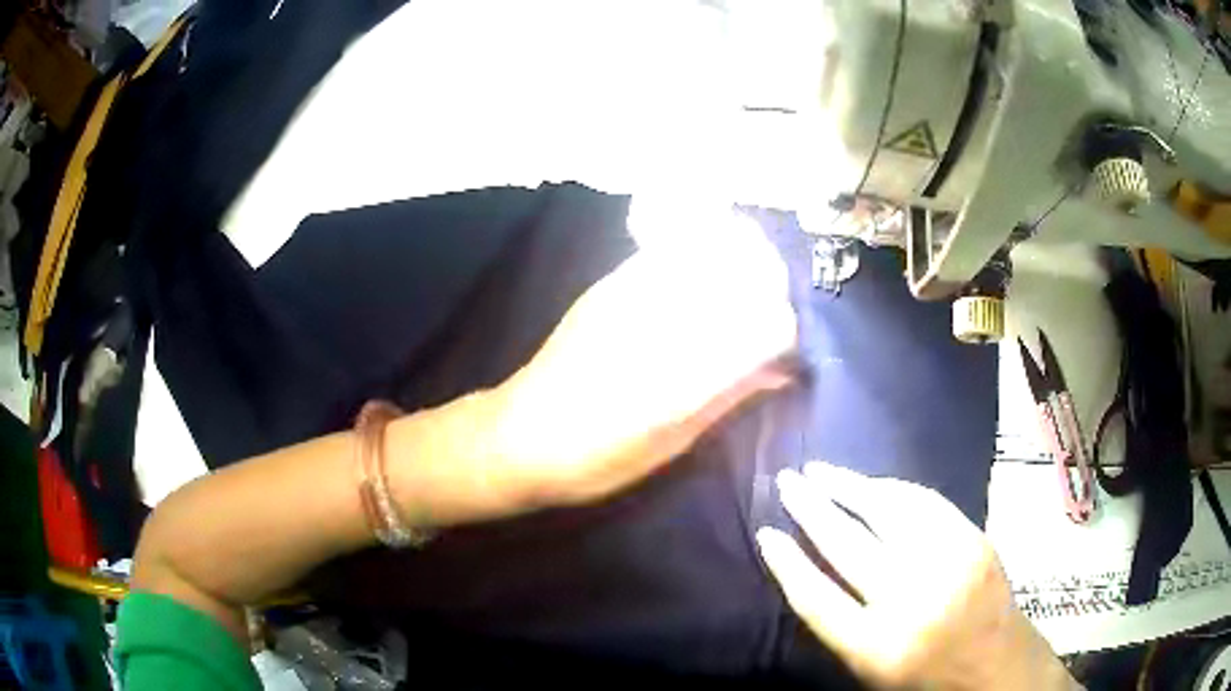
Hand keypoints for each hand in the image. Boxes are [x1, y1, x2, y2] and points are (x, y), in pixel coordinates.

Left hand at [484, 208, 796, 510]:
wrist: (518, 436)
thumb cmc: (597, 460)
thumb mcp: (673, 443)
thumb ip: (731, 396)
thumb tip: (782, 369)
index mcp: (682, 372)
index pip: (767, 323)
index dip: (788, 333)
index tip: (786, 353)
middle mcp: (663, 318)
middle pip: (748, 269)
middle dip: (772, 289)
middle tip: (769, 318)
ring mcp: (634, 290)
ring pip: (715, 246)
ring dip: (743, 263)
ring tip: (743, 294)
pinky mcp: (612, 283)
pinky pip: (676, 249)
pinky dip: (706, 254)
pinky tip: (703, 281)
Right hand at [757, 463, 1078, 690]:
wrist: (997, 666)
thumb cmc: (925, 677)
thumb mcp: (870, 670)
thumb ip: (841, 625)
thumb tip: (810, 570)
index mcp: (875, 646)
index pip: (815, 596)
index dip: (786, 563)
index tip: (766, 534)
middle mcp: (908, 600)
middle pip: (846, 545)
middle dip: (811, 509)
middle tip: (786, 481)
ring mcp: (947, 564)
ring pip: (886, 512)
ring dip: (849, 487)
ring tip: (821, 471)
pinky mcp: (973, 540)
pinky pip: (926, 504)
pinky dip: (893, 490)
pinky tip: (872, 483)